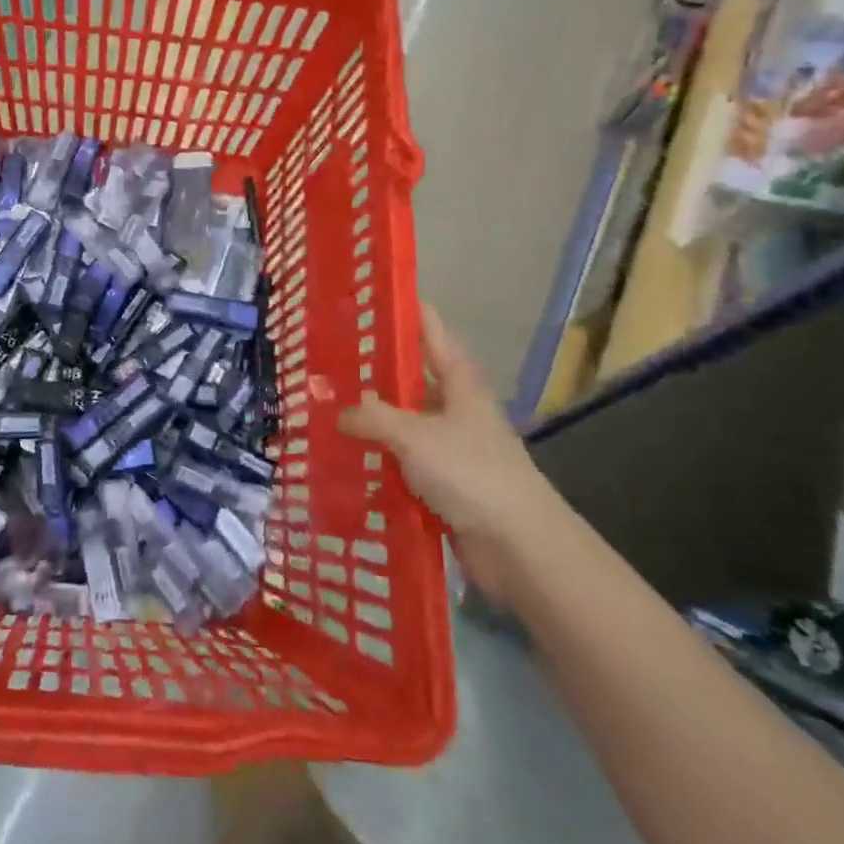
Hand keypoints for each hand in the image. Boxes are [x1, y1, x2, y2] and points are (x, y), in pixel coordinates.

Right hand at [339, 306, 565, 605]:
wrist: (518, 547)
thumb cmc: (470, 473)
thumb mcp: (413, 435)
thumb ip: (372, 417)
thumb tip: (340, 411)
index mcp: (459, 383)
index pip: (431, 332)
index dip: (406, 312)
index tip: (372, 296)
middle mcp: (456, 409)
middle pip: (412, 379)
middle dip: (374, 371)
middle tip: (328, 359)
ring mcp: (451, 448)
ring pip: (403, 424)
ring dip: (372, 422)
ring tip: (325, 409)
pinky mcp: (444, 485)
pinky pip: (402, 463)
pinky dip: (378, 460)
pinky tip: (346, 459)